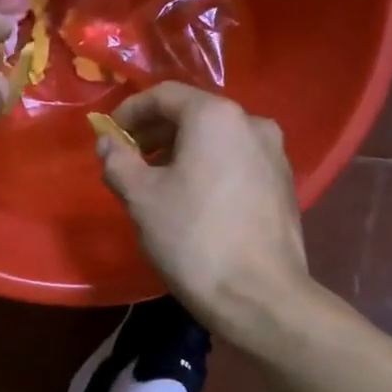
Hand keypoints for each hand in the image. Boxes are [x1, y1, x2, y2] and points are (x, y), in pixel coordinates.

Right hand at [97, 82, 311, 331]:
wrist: (260, 296)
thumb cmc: (193, 239)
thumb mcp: (141, 198)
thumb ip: (118, 161)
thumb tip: (108, 143)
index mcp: (216, 117)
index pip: (165, 95)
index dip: (131, 111)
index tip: (110, 136)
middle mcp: (252, 123)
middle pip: (194, 114)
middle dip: (157, 133)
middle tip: (130, 161)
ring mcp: (274, 154)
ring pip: (218, 140)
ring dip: (183, 152)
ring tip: (158, 183)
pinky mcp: (284, 184)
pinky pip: (237, 162)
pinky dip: (209, 168)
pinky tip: (194, 201)